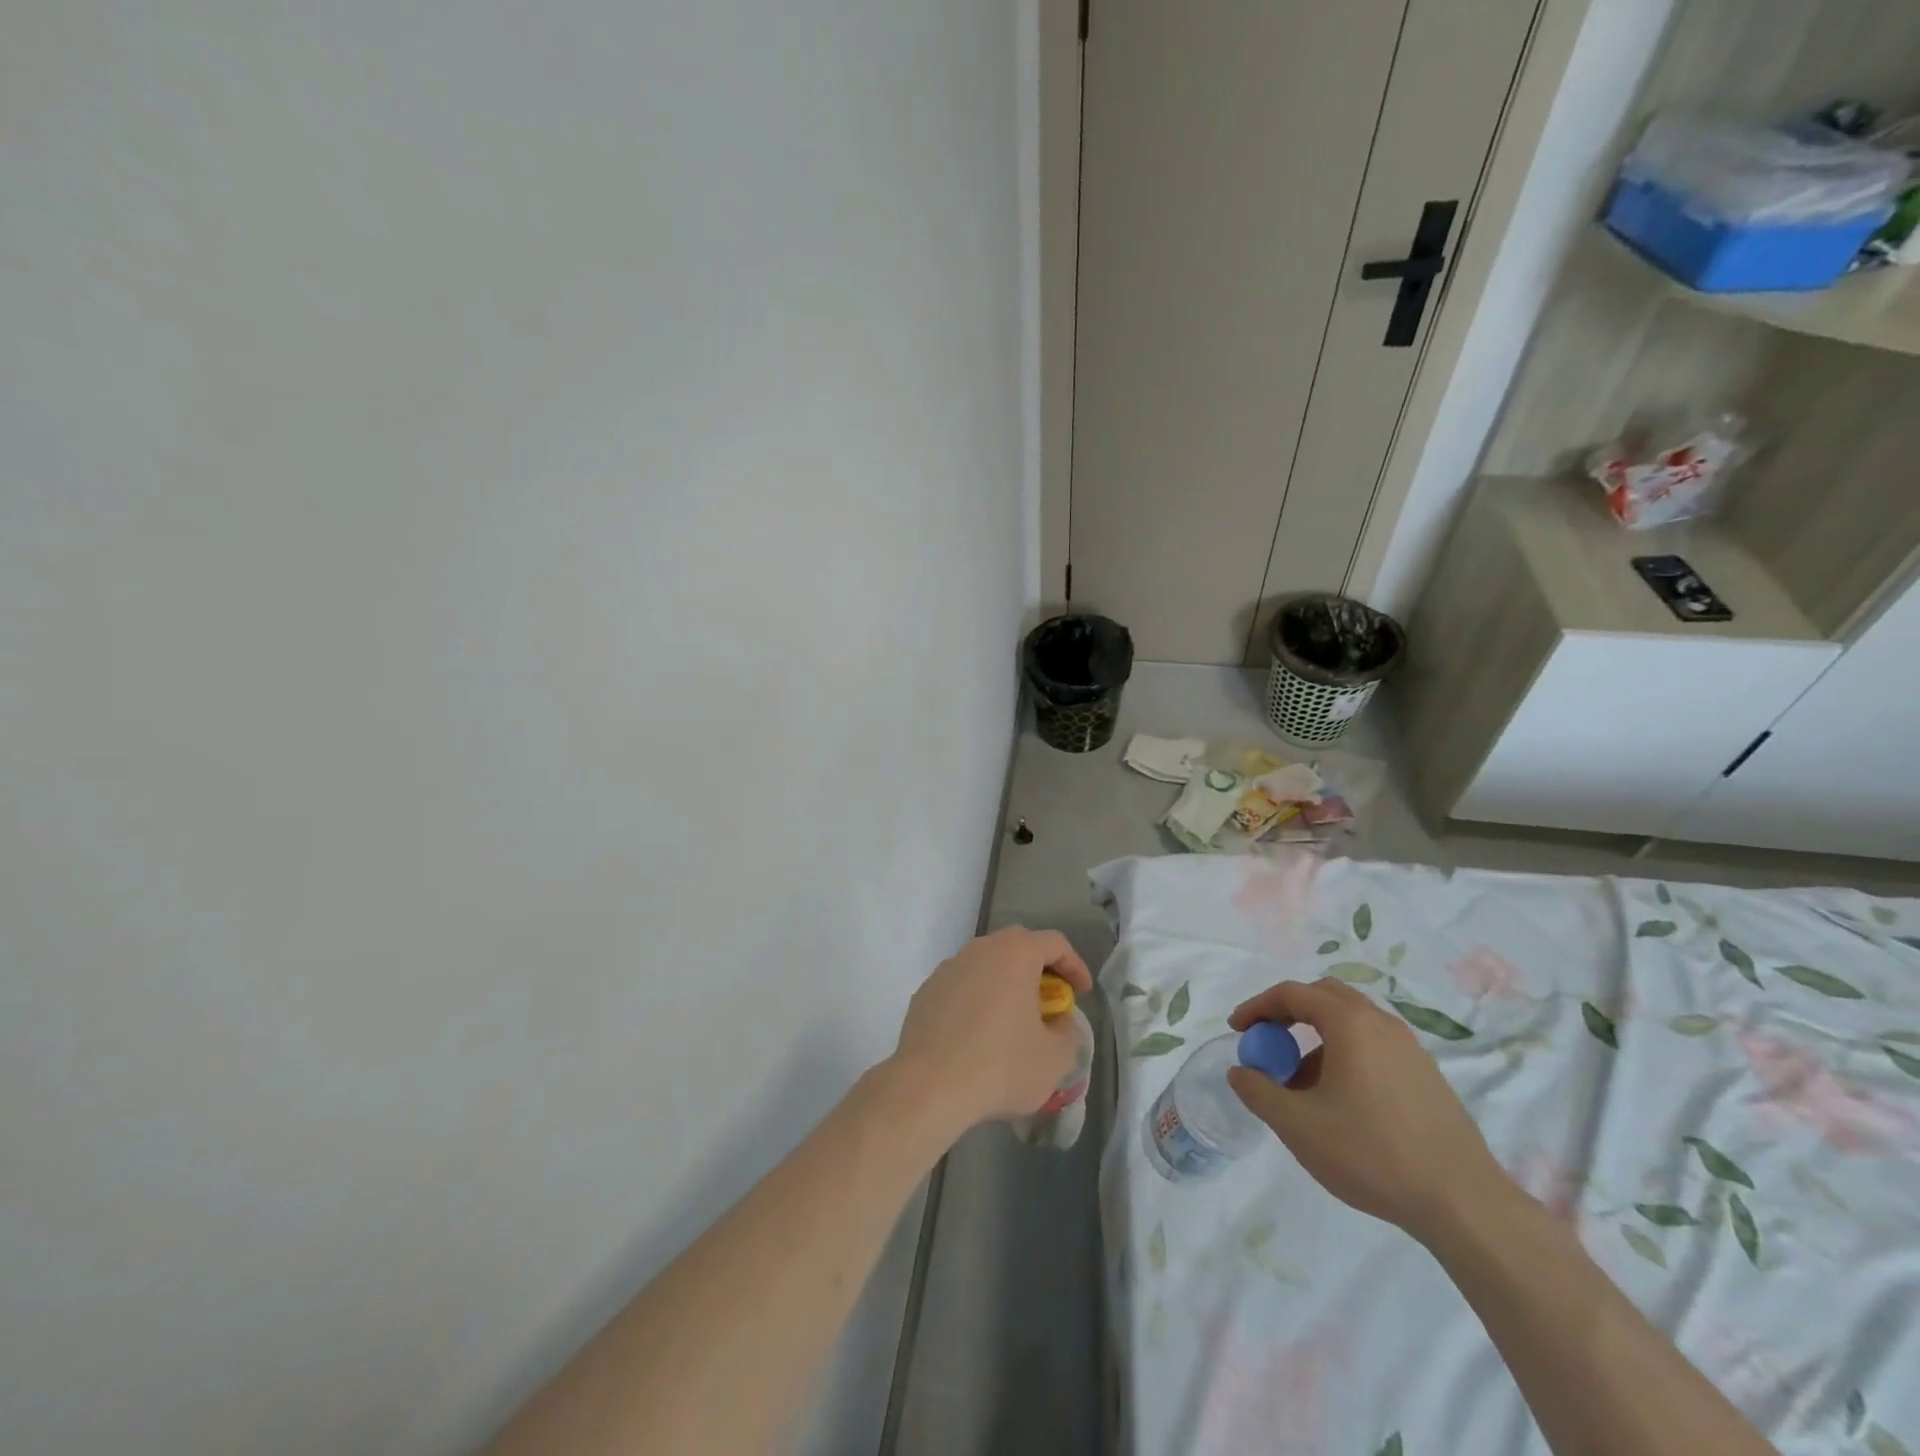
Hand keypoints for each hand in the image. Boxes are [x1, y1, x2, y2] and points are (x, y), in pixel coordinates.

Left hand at [888, 926, 1091, 1136]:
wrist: (928, 1087)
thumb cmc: (1000, 1066)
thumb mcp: (1055, 1058)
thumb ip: (1067, 1031)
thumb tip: (1057, 1021)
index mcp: (1015, 954)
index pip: (1055, 943)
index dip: (1074, 965)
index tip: (1082, 994)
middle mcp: (980, 949)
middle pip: (1018, 947)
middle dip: (1039, 971)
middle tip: (1050, 1002)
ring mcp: (948, 968)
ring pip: (986, 966)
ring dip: (1006, 985)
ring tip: (1014, 1021)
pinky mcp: (926, 991)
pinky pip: (962, 987)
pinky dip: (977, 1001)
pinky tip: (979, 1036)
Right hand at [1226, 978, 1510, 1241]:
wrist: (1465, 1204)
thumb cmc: (1372, 1154)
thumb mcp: (1299, 1126)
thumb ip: (1259, 1092)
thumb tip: (1240, 1072)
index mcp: (1350, 1023)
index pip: (1292, 994)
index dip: (1258, 1007)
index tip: (1238, 1030)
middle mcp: (1381, 1023)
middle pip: (1325, 996)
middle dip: (1289, 1013)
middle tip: (1269, 1043)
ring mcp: (1409, 1049)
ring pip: (1351, 1022)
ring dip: (1317, 1037)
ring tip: (1300, 1083)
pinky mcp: (1426, 1075)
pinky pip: (1373, 1046)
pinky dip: (1345, 1054)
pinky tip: (1340, 1101)